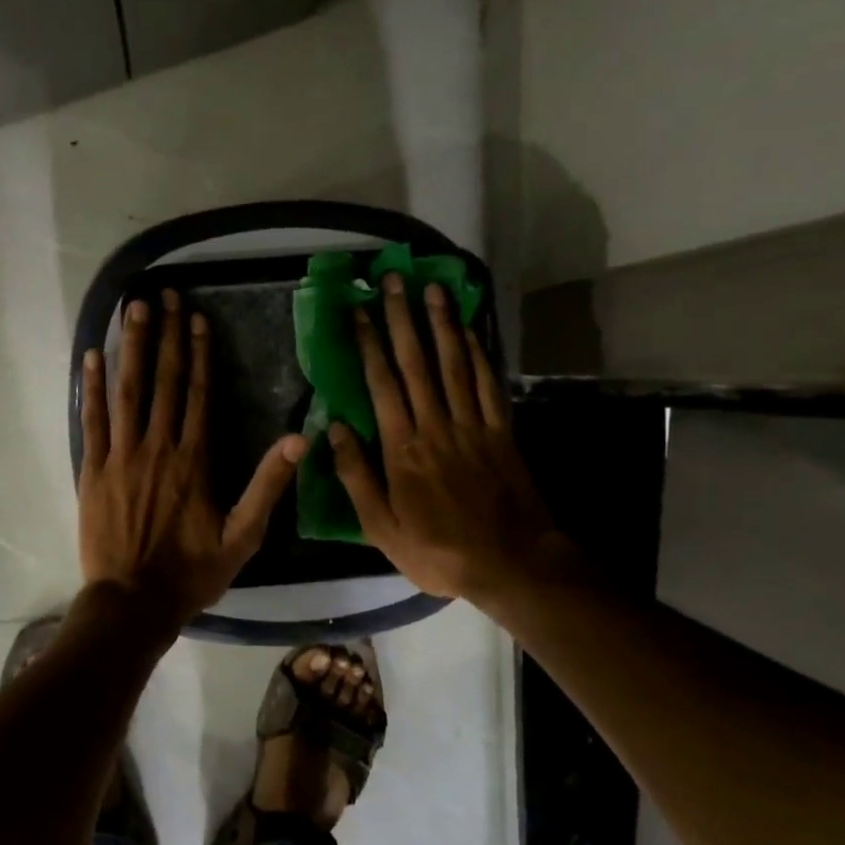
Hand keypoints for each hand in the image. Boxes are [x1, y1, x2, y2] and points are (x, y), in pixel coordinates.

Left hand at [80, 289, 306, 623]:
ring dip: (132, 347)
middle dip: (165, 335)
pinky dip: (93, 387)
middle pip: (164, 381)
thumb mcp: (243, 536)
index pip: (199, 394)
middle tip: (163, 295)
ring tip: (132, 309)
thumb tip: (300, 440)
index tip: (195, 317)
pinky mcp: (92, 470)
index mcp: (195, 460)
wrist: (133, 602)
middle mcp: (158, 447)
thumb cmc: (191, 572)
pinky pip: (92, 420)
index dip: (199, 353)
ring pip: (128, 391)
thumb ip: (268, 486)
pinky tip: (93, 356)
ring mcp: (121, 456)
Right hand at [327, 275, 572, 602]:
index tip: (358, 311)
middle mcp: (436, 425)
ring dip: (440, 324)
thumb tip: (334, 429)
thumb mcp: (381, 528)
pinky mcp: (501, 431)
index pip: (381, 384)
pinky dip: (478, 354)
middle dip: (402, 318)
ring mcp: (472, 425)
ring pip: (454, 364)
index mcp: (402, 448)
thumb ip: (356, 476)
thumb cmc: (437, 549)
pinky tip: (469, 331)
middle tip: (392, 281)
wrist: (510, 563)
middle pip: (417, 362)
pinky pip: (488, 384)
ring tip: (430, 289)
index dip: (369, 344)